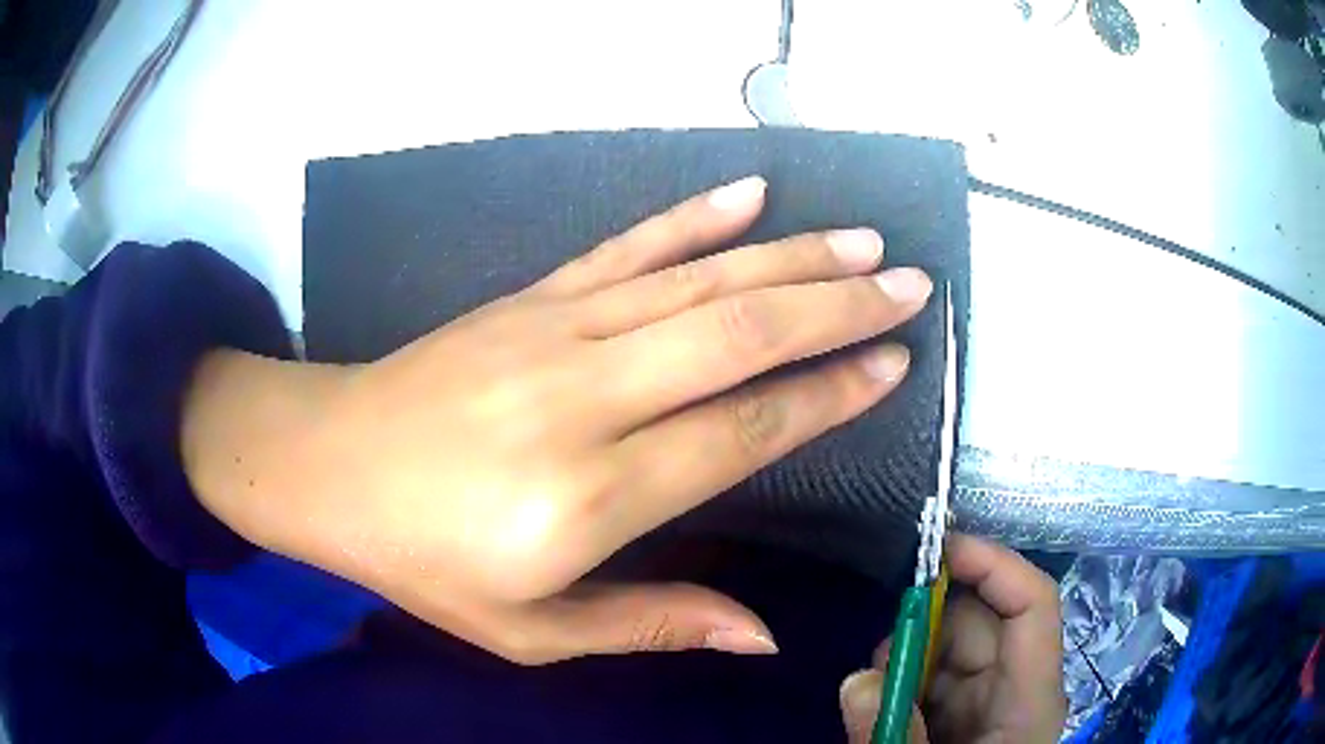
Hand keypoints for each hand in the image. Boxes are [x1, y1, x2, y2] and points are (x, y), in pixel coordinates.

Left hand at [183, 177, 934, 663]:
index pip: (743, 433)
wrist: (324, 464)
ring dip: (792, 256)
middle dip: (839, 306)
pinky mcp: (527, 297)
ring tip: (862, 241)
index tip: (892, 365)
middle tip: (909, 284)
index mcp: (587, 497)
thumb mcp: (530, 632)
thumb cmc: (420, 561)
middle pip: (740, 335)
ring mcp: (552, 330)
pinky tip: (747, 194)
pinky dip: (694, 217)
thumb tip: (764, 634)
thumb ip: (652, 625)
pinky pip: (626, 247)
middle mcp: (583, 396)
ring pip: (699, 281)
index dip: (828, 396)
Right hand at [840, 535, 1066, 742]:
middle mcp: (1016, 689)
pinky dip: (901, 678)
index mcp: (1030, 698)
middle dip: (930, 618)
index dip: (992, 564)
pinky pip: (933, 678)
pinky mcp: (961, 717)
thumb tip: (859, 676)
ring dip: (908, 653)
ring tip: (873, 682)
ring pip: (952, 648)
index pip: (1032, 605)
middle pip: (984, 622)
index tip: (933, 549)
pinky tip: (878, 698)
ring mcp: (987, 703)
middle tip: (876, 635)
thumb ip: (892, 736)